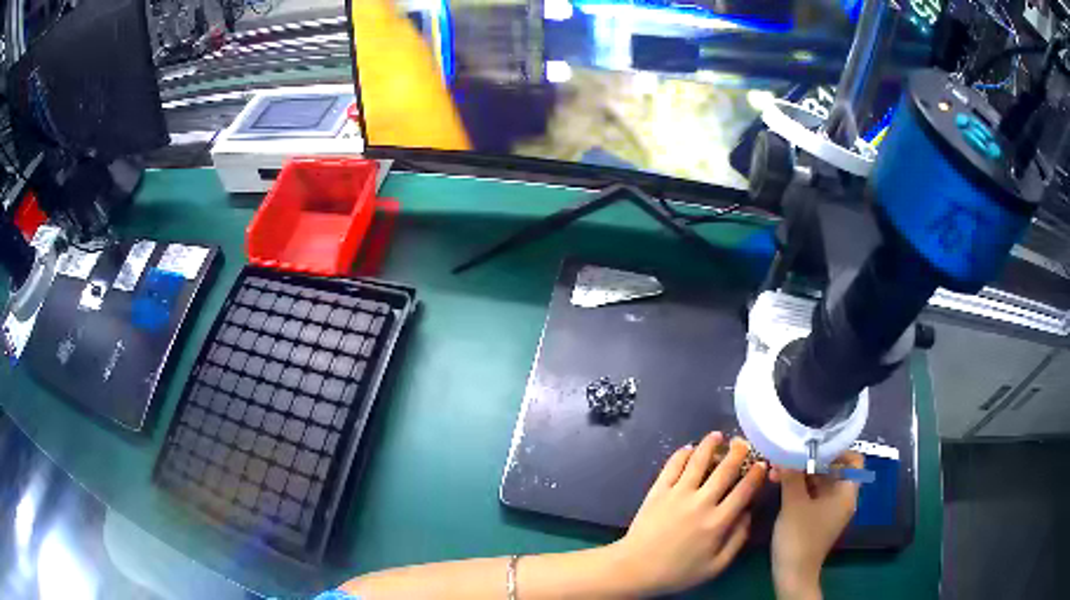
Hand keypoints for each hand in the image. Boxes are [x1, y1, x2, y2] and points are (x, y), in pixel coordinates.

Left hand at [609, 432, 766, 595]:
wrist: (636, 568)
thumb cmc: (678, 572)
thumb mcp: (716, 566)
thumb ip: (737, 540)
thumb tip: (749, 514)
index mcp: (718, 521)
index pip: (744, 490)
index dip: (756, 474)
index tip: (762, 463)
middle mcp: (701, 502)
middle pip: (725, 470)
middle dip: (738, 453)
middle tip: (744, 442)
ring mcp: (678, 494)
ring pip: (698, 461)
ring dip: (710, 445)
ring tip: (717, 435)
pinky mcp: (658, 491)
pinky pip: (672, 466)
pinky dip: (682, 454)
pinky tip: (688, 448)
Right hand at [770, 452, 863, 599]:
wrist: (793, 573)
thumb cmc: (800, 537)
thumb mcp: (794, 503)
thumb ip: (792, 475)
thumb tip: (786, 452)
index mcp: (846, 492)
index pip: (852, 460)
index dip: (836, 450)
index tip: (812, 445)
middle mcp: (841, 498)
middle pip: (832, 469)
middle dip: (809, 461)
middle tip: (786, 456)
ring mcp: (828, 509)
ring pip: (818, 482)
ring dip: (799, 474)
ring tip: (776, 470)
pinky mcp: (816, 518)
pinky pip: (811, 494)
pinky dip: (798, 487)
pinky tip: (779, 484)